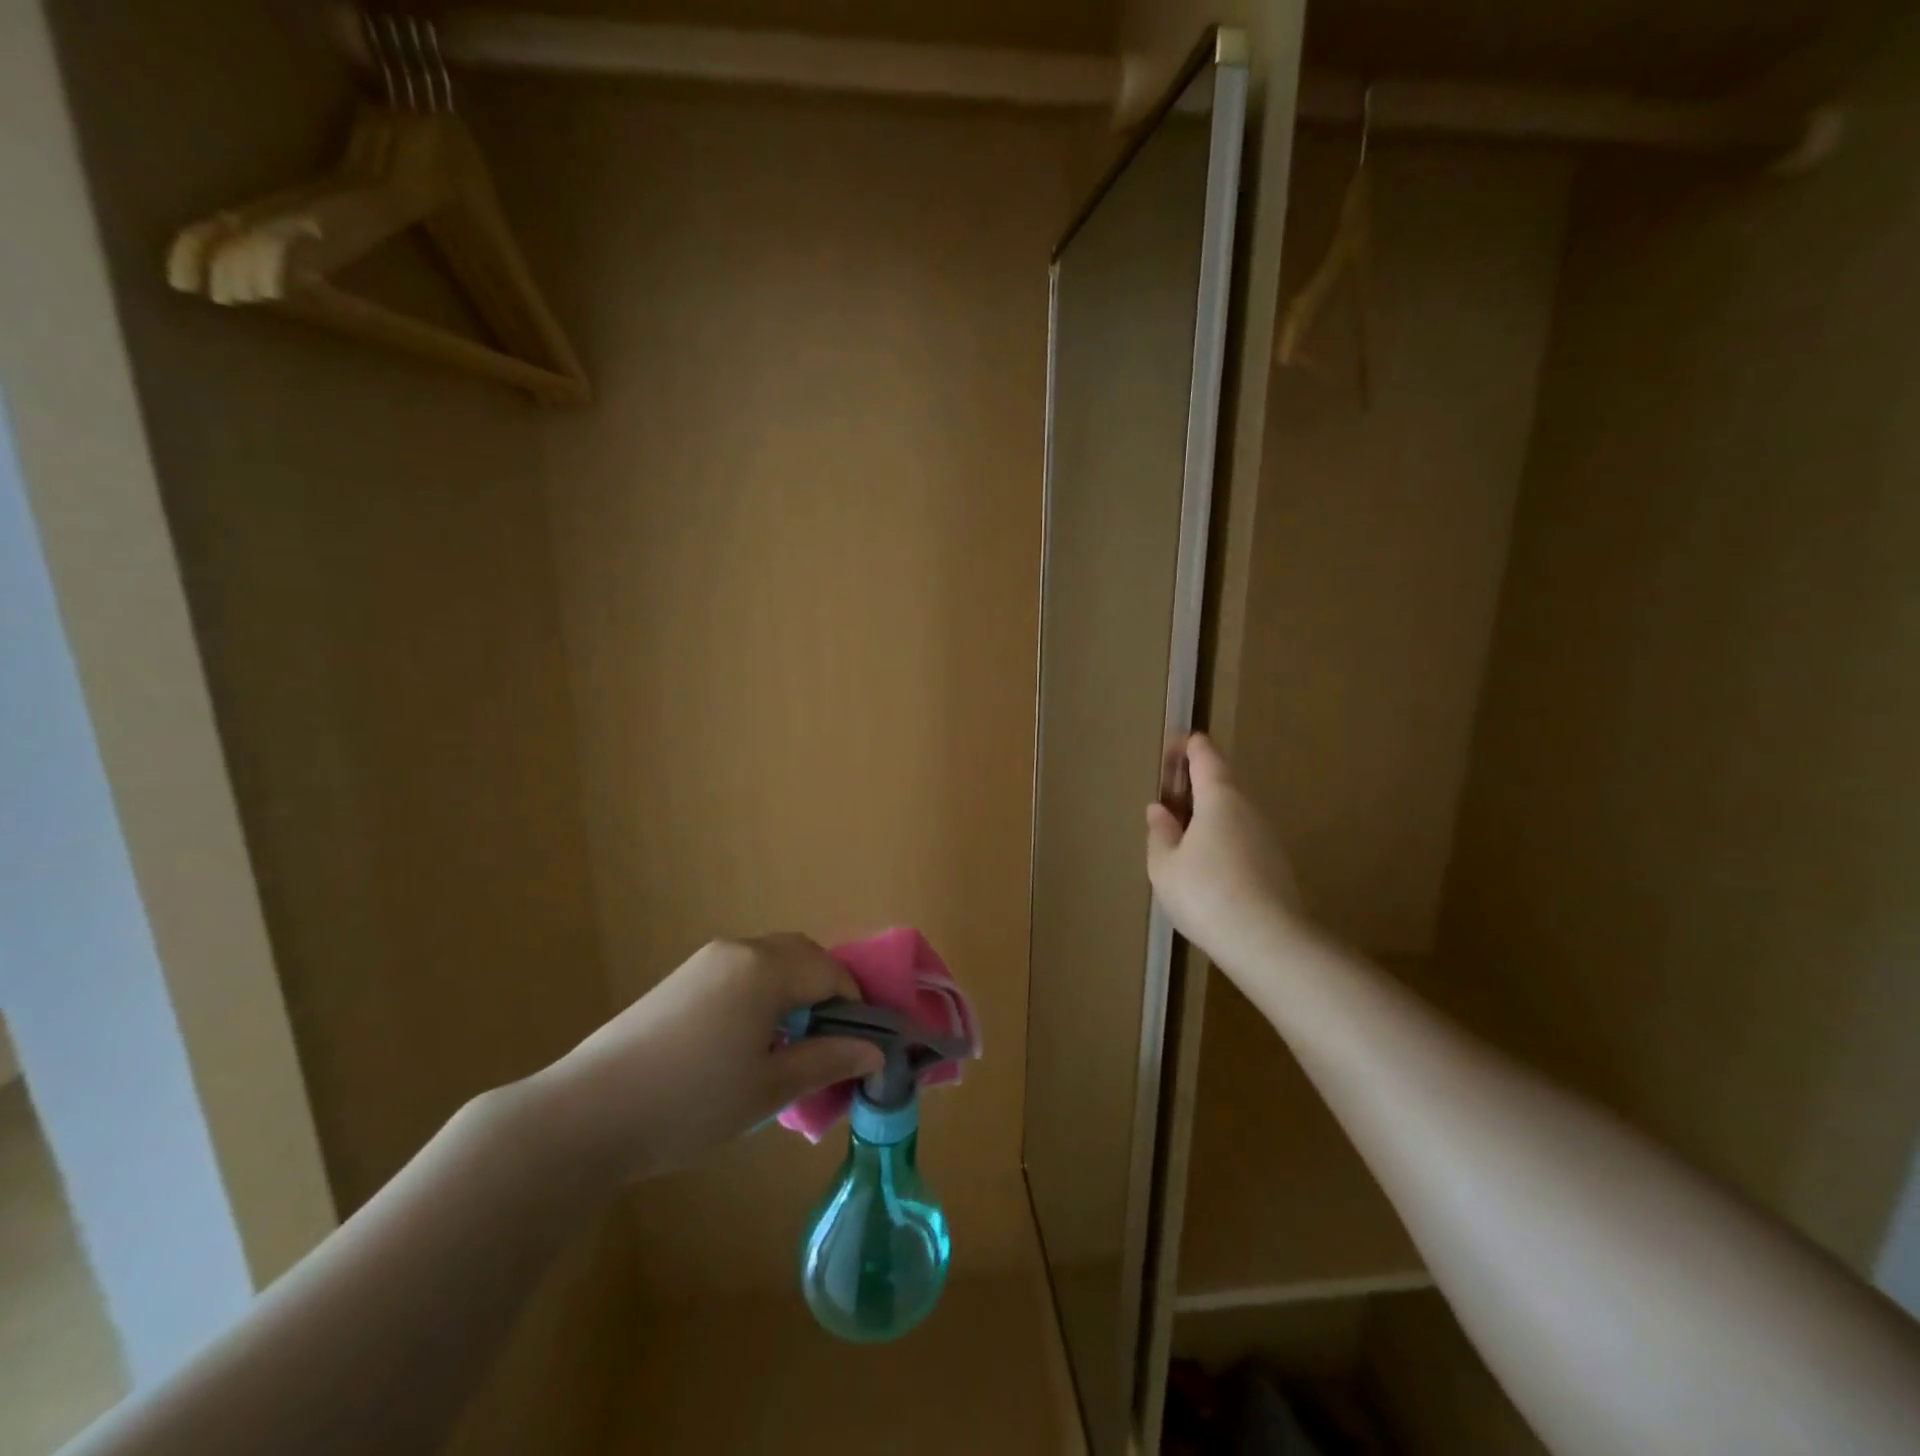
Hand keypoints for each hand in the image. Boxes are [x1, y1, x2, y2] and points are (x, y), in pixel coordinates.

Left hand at [528, 934, 883, 1183]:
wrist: (586, 1115)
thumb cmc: (691, 1102)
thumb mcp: (769, 1089)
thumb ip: (826, 1060)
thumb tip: (874, 1051)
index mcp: (765, 968)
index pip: (830, 972)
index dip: (854, 1007)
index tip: (859, 1048)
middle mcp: (739, 950)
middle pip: (802, 955)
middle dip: (826, 991)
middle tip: (829, 1043)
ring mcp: (705, 961)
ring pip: (770, 962)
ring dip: (793, 991)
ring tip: (789, 1045)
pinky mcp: (680, 979)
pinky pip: (741, 972)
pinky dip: (762, 993)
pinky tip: (747, 1041)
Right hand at [1146, 734, 1304, 972]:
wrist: (1267, 942)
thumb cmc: (1205, 893)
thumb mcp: (1164, 864)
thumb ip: (1160, 833)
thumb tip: (1160, 810)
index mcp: (1219, 797)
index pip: (1205, 756)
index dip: (1187, 746)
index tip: (1172, 745)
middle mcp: (1248, 809)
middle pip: (1220, 784)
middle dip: (1193, 785)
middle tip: (1166, 798)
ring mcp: (1266, 837)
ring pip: (1231, 814)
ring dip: (1206, 815)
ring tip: (1179, 835)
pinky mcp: (1275, 865)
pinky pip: (1241, 839)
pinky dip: (1220, 839)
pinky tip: (1204, 866)